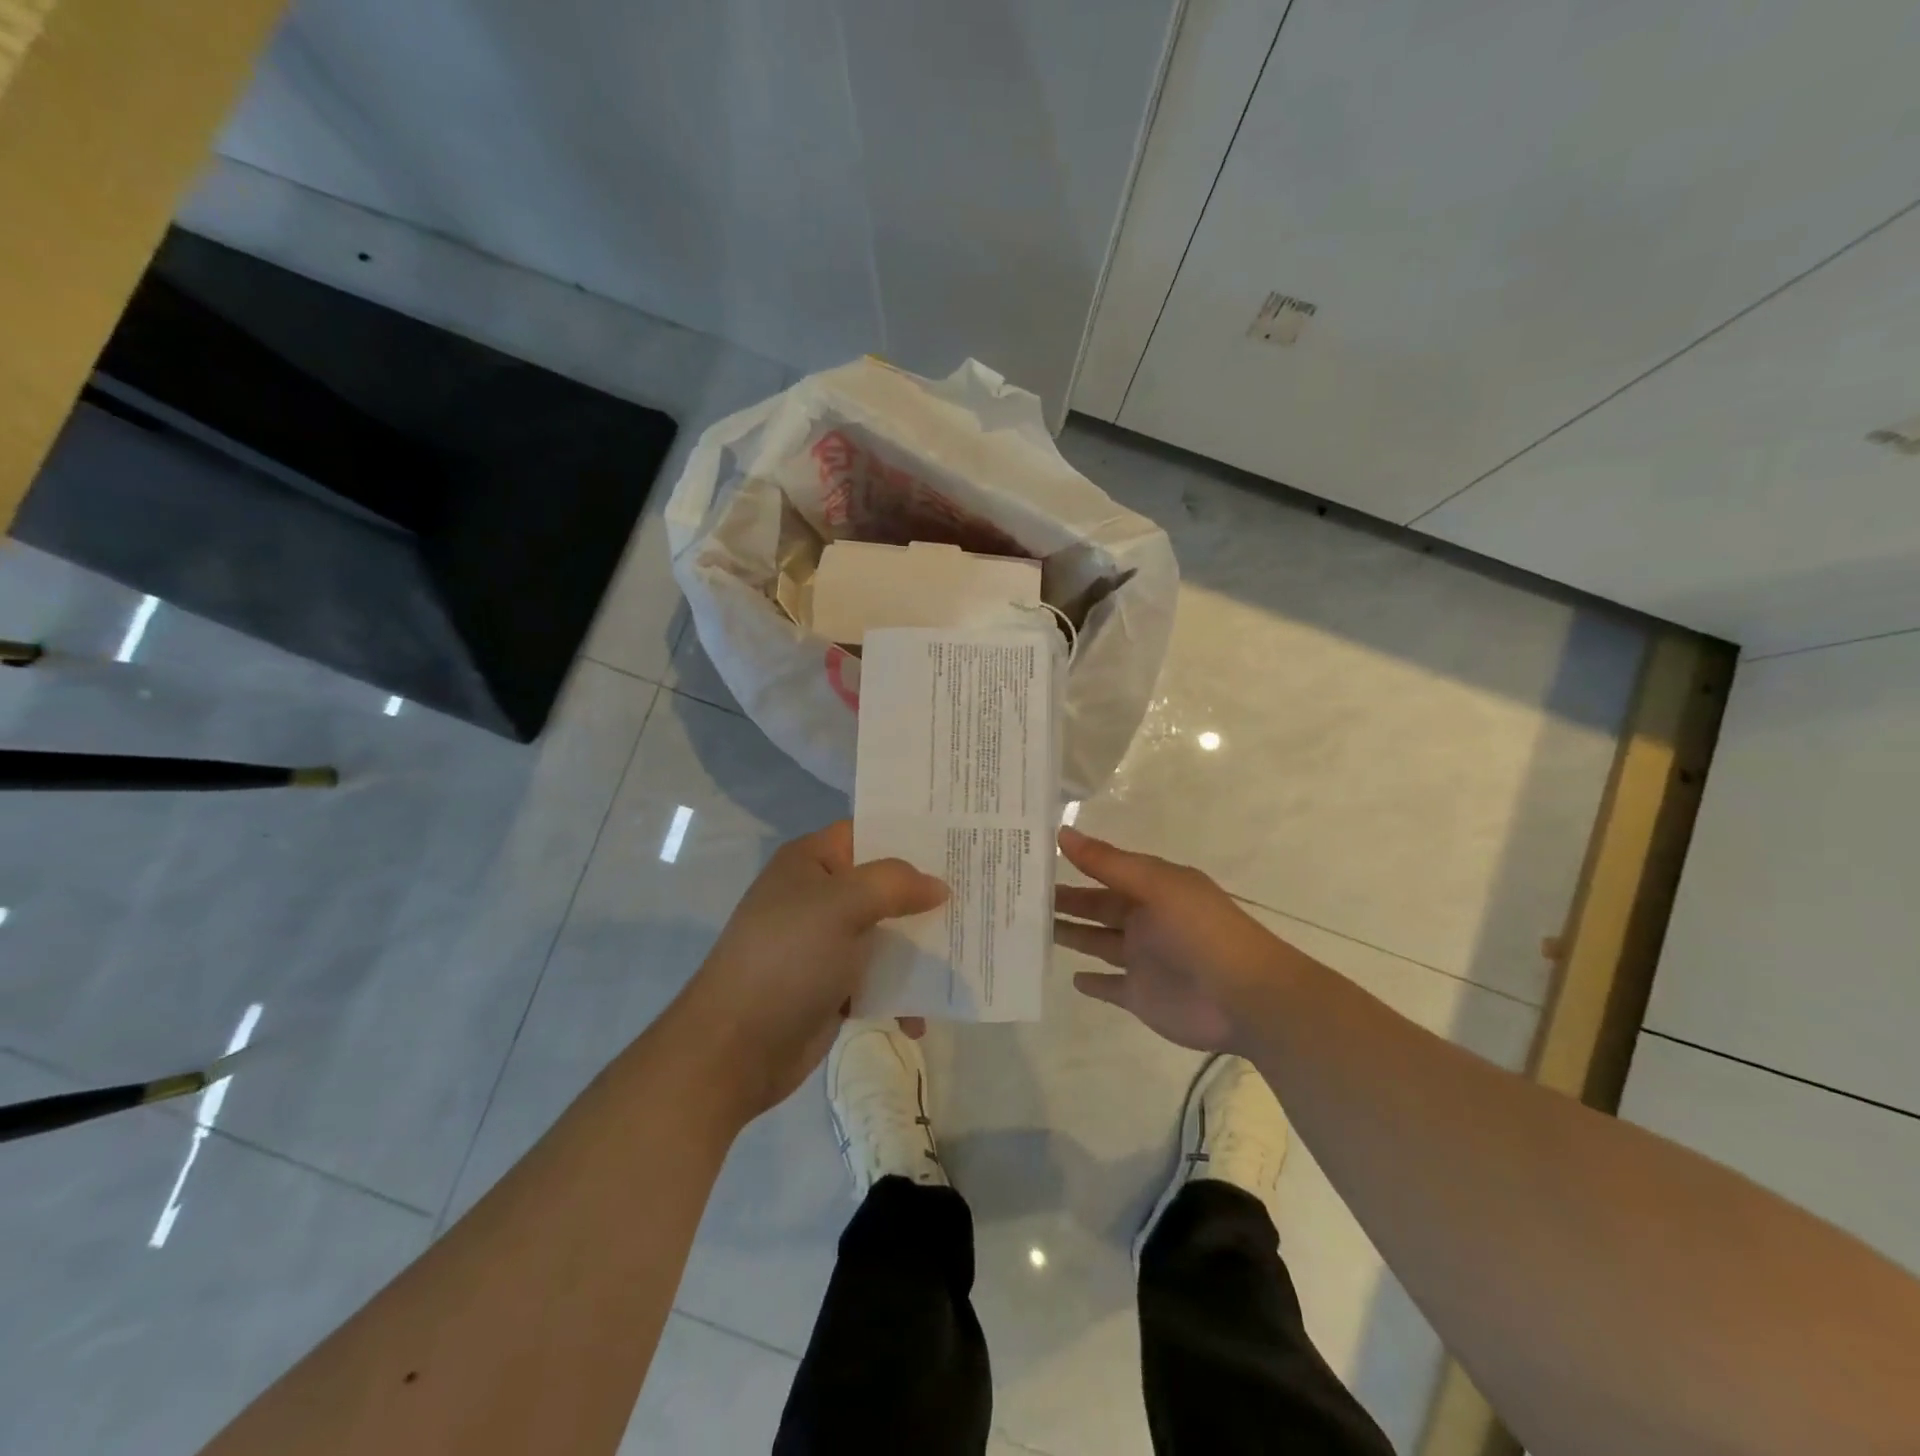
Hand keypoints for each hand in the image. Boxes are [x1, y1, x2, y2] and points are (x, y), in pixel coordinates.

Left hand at [673, 821, 945, 1123]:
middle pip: (884, 885)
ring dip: (921, 948)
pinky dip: (902, 994)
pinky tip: (923, 1018)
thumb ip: (893, 885)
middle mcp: (820, 896)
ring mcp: (826, 943)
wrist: (733, 1050)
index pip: (868, 832)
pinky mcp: (834, 986)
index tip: (961, 838)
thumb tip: (939, 886)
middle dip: (927, 895)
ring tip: (969, 953)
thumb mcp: (841, 906)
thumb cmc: (786, 960)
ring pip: (888, 934)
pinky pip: (880, 978)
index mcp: (812, 862)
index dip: (911, 833)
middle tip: (981, 893)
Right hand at [1054, 827, 1287, 1051]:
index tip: (1032, 858)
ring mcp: (1142, 959)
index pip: (1104, 872)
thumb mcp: (1156, 885)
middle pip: (1096, 907)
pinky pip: (1110, 987)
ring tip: (1032, 929)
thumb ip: (1107, 863)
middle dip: (1065, 901)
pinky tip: (1071, 978)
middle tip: (1020, 896)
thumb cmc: (1201, 930)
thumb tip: (1062, 832)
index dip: (1073, 864)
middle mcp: (1144, 920)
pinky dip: (1092, 983)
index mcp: (1151, 889)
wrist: (1244, 997)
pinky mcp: (1140, 996)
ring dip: (1071, 935)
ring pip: (1097, 943)